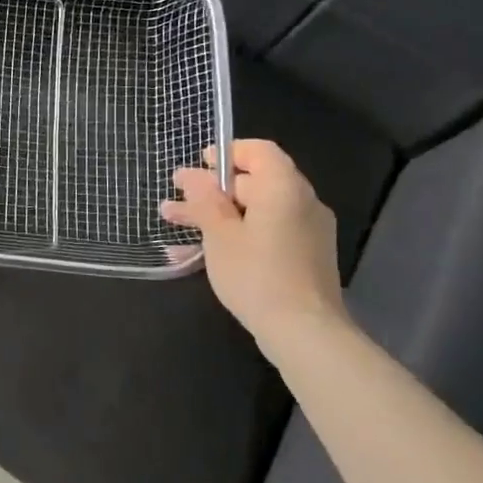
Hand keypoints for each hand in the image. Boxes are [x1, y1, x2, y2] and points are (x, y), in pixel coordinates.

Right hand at [160, 139, 349, 345]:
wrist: (304, 332)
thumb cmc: (256, 274)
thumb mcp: (219, 234)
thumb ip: (204, 199)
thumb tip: (192, 175)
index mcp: (284, 188)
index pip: (259, 151)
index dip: (226, 153)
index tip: (197, 167)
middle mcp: (302, 202)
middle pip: (255, 182)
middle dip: (211, 190)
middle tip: (175, 202)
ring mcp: (307, 231)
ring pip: (256, 211)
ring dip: (218, 214)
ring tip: (176, 225)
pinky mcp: (305, 257)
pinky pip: (267, 232)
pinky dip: (238, 234)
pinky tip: (202, 252)